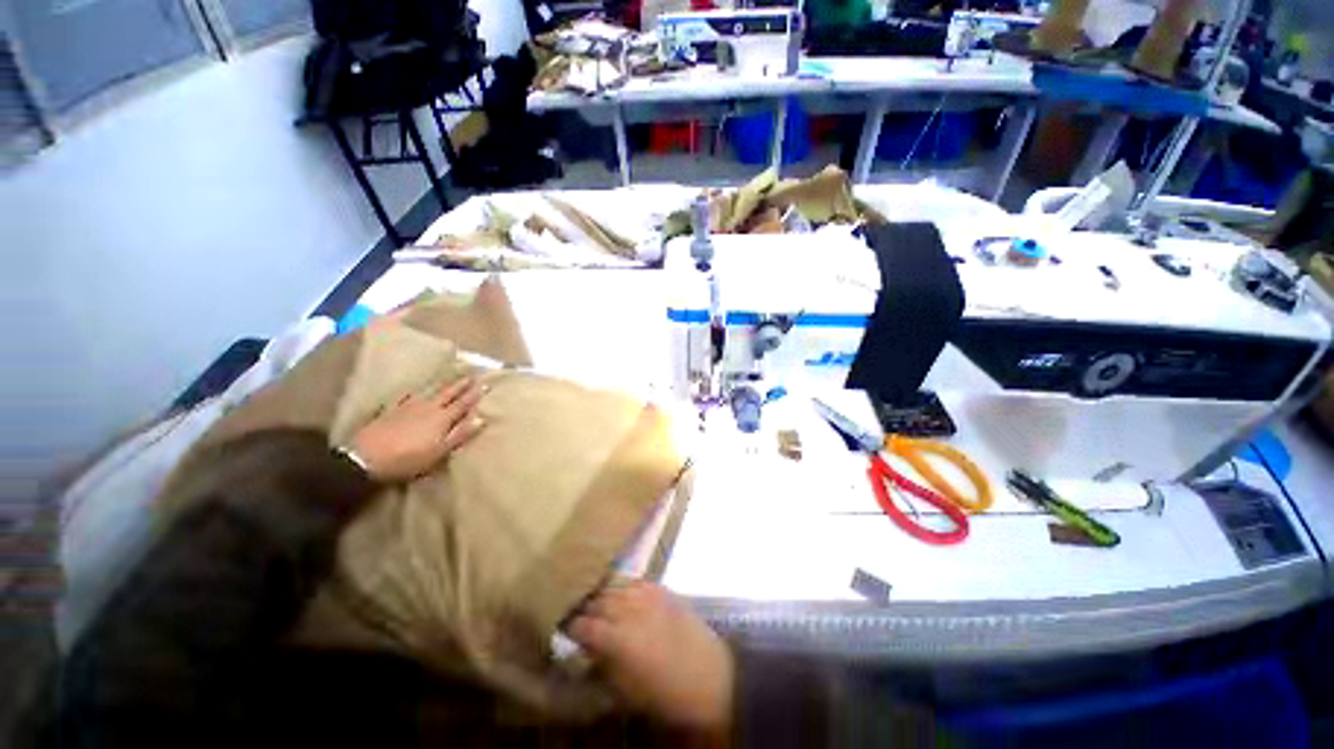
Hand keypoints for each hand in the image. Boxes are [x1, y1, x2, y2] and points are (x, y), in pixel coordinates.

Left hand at [347, 377, 485, 481]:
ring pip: (431, 393)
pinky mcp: (392, 411)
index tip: (485, 384)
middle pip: (448, 394)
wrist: (365, 458)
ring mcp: (409, 407)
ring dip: (443, 385)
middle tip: (472, 375)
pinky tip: (416, 391)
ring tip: (450, 379)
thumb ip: (460, 434)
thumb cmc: (408, 458)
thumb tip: (481, 418)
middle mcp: (428, 408)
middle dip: (461, 385)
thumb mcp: (439, 451)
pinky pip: (408, 397)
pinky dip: (416, 392)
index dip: (474, 394)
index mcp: (442, 418)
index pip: (462, 403)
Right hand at [569, 580, 733, 732]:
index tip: (562, 630)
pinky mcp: (662, 589)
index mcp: (617, 639)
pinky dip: (624, 588)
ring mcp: (647, 594)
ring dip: (602, 595)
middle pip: (596, 601)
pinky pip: (635, 582)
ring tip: (596, 603)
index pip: (582, 625)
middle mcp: (629, 609)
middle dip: (584, 609)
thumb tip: (586, 648)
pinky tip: (622, 595)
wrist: (711, 676)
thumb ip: (603, 664)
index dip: (569, 627)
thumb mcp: (627, 691)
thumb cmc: (666, 693)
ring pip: (614, 587)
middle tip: (577, 616)